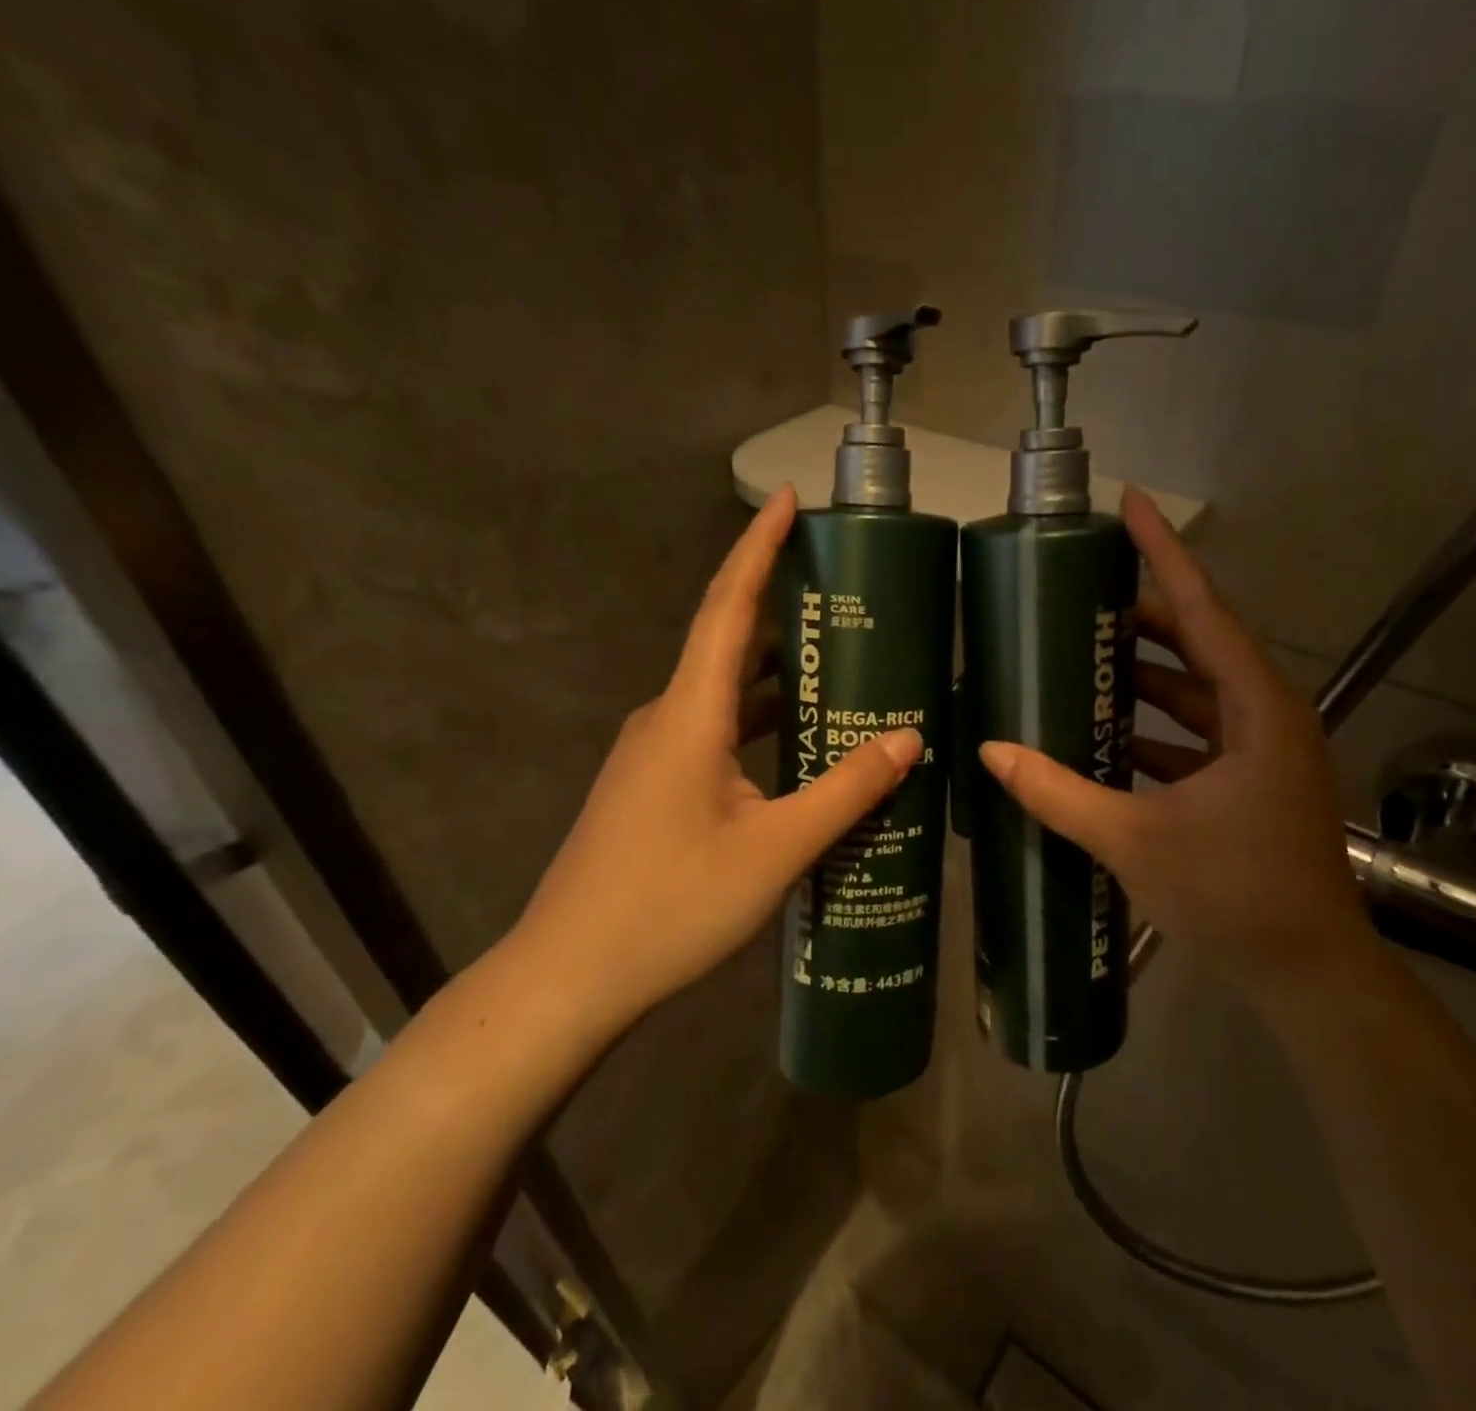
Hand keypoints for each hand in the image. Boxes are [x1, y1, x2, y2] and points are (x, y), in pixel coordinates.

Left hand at [514, 485, 921, 1025]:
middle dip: (781, 605)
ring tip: (837, 661)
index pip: (728, 606)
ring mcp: (654, 753)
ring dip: (776, 672)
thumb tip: (907, 738)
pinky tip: (798, 743)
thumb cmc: (670, 907)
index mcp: (689, 713)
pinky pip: (714, 730)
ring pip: (723, 691)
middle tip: (844, 589)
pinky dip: (758, 719)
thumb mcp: (776, 849)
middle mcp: (666, 717)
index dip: (759, 547)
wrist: (568, 977)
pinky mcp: (654, 786)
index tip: (791, 499)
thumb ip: (845, 790)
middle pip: (727, 640)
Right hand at [978, 488, 1370, 995]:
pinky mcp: (1248, 781)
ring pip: (1194, 690)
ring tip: (1080, 654)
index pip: (1203, 609)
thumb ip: (1057, 792)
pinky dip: (1150, 725)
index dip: (1164, 554)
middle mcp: (1264, 715)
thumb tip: (991, 750)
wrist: (1307, 972)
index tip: (1131, 503)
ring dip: (1143, 674)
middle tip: (1078, 592)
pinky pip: (1192, 733)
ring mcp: (1259, 750)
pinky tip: (1101, 730)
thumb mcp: (1134, 838)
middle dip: (1142, 615)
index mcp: (1254, 708)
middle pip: (1198, 642)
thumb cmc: (1235, 894)